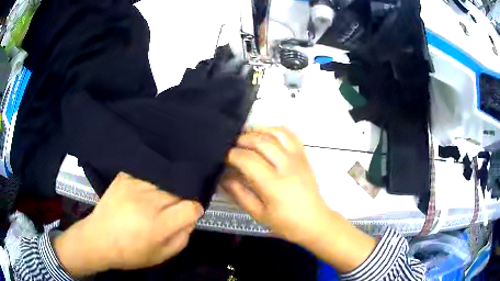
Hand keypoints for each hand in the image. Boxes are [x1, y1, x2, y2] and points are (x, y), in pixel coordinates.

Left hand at [54, 172, 203, 276]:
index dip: (194, 210)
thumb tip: (190, 220)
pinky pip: (146, 174)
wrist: (98, 239)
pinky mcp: (124, 178)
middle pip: (178, 191)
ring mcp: (134, 186)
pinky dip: (149, 182)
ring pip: (163, 181)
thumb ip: (182, 238)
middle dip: (179, 201)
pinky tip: (142, 193)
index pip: (190, 207)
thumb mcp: (161, 255)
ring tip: (154, 202)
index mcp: (159, 224)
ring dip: (164, 191)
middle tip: (169, 211)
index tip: (189, 214)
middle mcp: (148, 202)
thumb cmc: (131, 253)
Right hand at [222, 126, 328, 242]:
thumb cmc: (286, 222)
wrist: (315, 221)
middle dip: (241, 139)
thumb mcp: (258, 214)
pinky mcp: (304, 156)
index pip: (247, 160)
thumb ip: (239, 194)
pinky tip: (266, 133)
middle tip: (230, 145)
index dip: (231, 154)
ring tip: (245, 136)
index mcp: (274, 185)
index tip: (222, 156)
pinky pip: (290, 135)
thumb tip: (223, 177)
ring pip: (275, 134)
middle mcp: (286, 166)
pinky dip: (276, 130)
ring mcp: (297, 158)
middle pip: (260, 141)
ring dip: (257, 131)